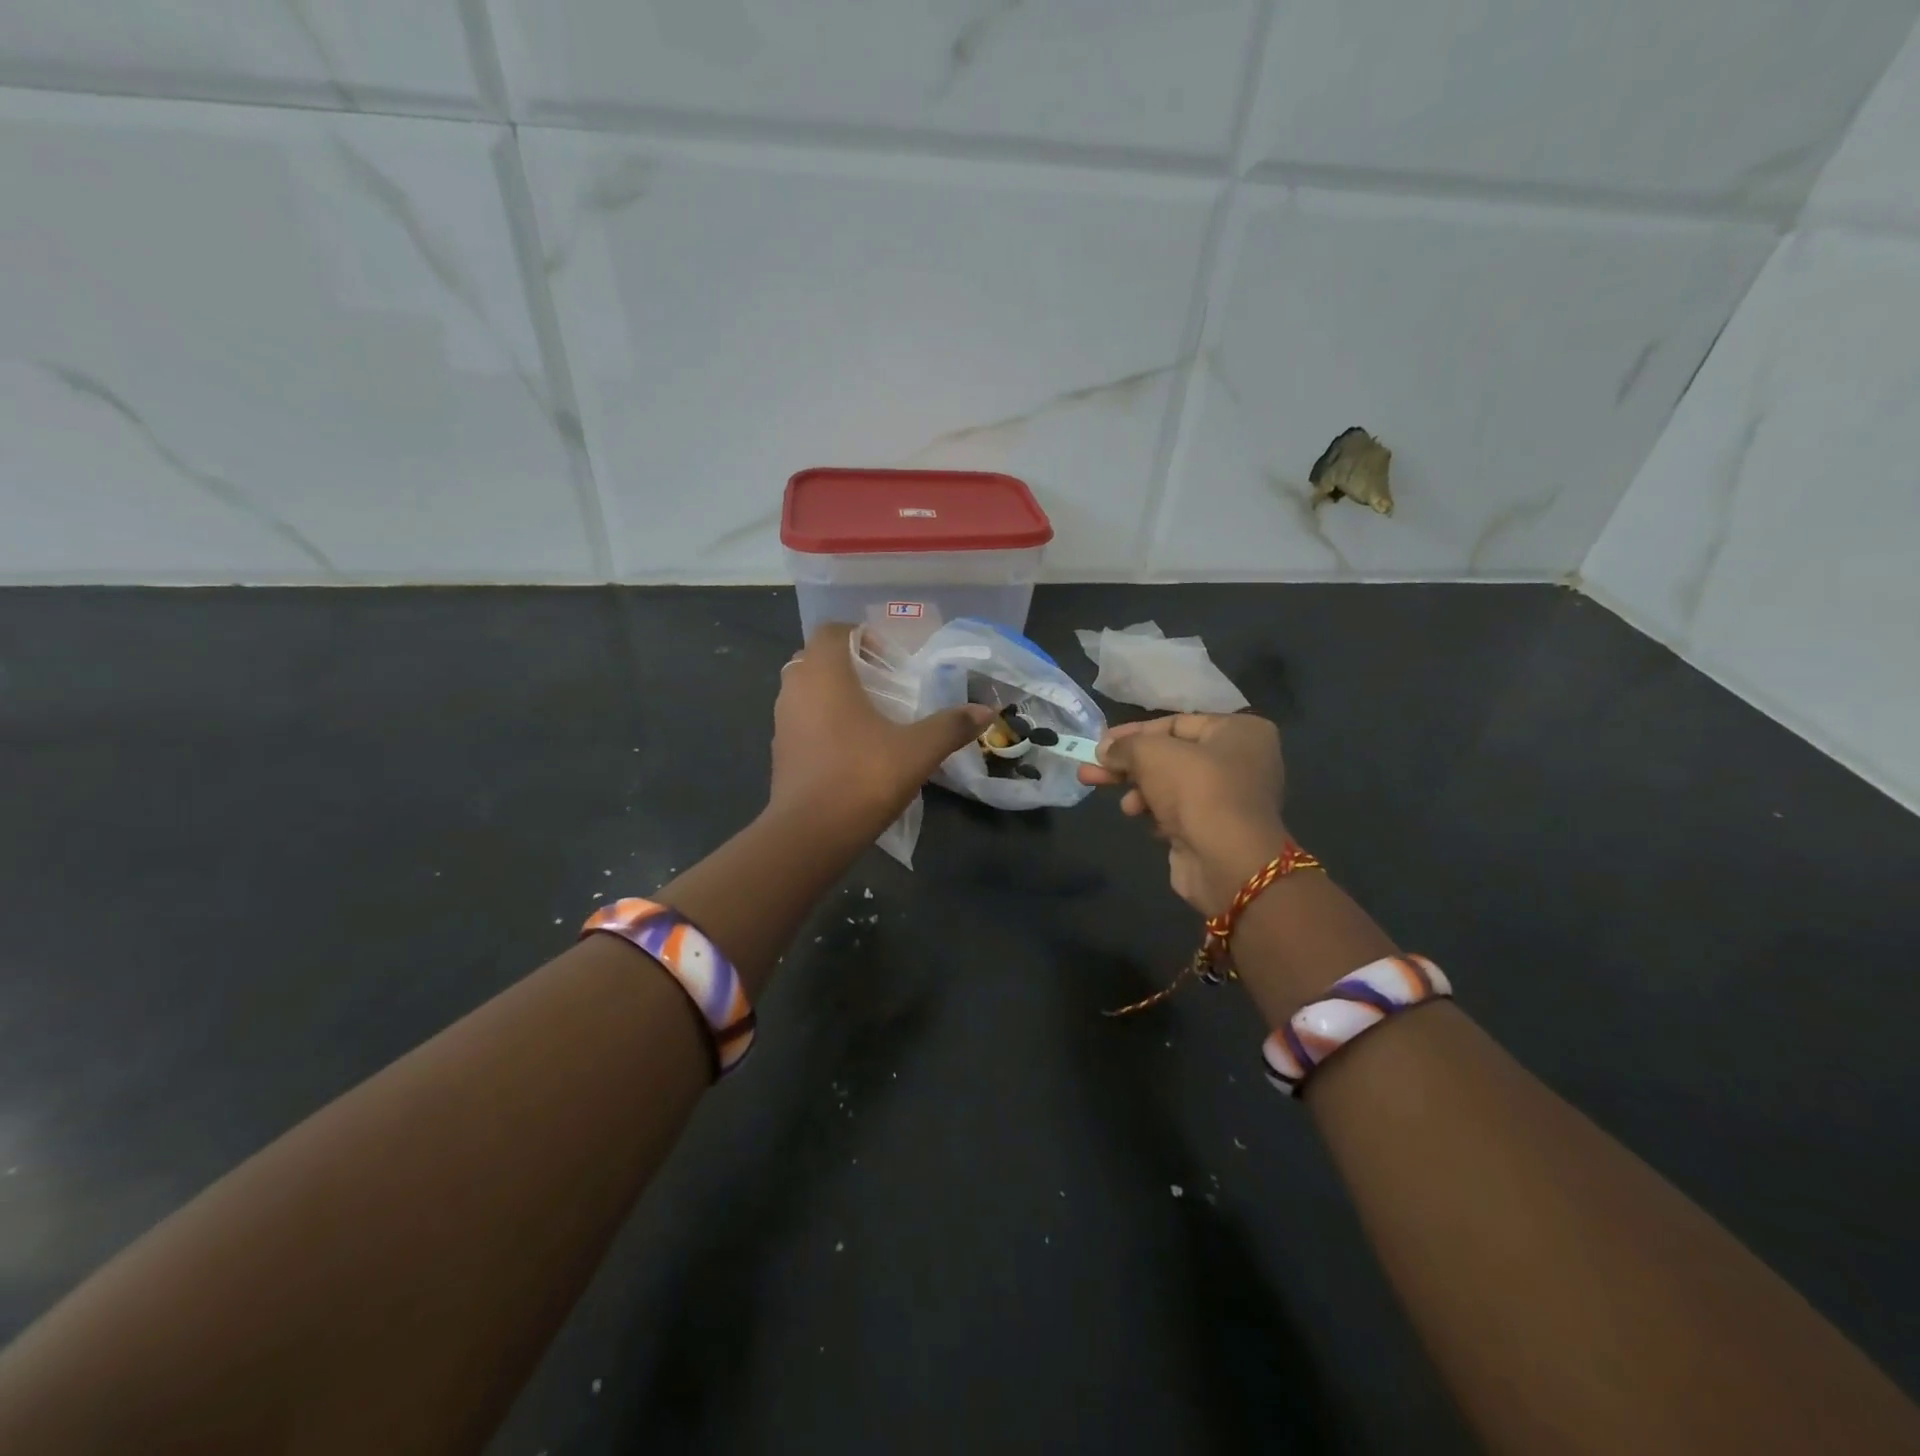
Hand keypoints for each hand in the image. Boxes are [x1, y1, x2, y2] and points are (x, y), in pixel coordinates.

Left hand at [770, 624, 994, 828]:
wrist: (810, 834)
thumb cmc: (862, 777)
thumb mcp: (917, 751)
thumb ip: (950, 726)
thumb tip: (986, 712)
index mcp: (824, 674)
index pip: (832, 631)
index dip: (860, 635)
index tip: (889, 658)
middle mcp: (795, 689)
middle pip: (816, 658)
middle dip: (847, 663)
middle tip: (883, 683)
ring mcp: (782, 721)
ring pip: (805, 690)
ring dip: (833, 693)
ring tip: (871, 715)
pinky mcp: (780, 751)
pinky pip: (801, 720)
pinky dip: (822, 721)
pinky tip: (851, 747)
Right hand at [1078, 713, 1287, 917]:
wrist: (1226, 861)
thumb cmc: (1195, 790)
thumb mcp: (1151, 753)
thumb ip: (1125, 746)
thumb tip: (1105, 751)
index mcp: (1239, 731)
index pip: (1175, 723)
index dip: (1134, 733)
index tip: (1100, 744)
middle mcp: (1241, 760)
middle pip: (1171, 755)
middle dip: (1128, 764)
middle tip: (1090, 771)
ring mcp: (1230, 798)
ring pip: (1170, 785)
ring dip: (1139, 791)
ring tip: (1125, 807)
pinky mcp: (1216, 829)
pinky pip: (1178, 812)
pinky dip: (1156, 813)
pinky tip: (1143, 821)